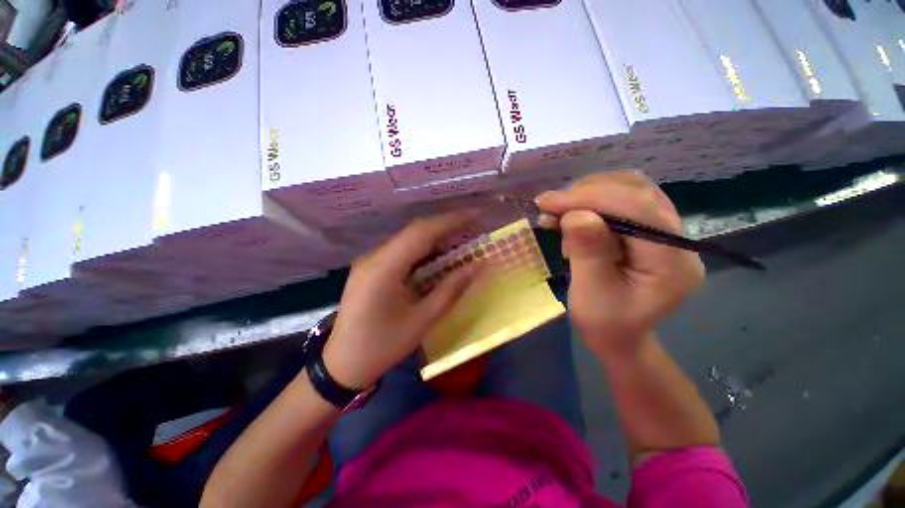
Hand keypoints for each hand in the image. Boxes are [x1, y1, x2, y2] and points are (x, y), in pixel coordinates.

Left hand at [323, 211, 481, 388]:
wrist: (343, 365)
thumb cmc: (384, 346)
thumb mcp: (423, 319)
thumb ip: (452, 288)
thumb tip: (479, 264)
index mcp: (384, 269)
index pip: (421, 233)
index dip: (450, 221)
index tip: (475, 216)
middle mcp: (374, 257)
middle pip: (414, 232)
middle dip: (445, 226)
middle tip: (472, 228)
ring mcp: (369, 261)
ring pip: (407, 239)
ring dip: (434, 237)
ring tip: (460, 239)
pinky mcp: (370, 268)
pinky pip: (401, 251)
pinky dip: (423, 249)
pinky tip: (437, 256)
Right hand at [535, 171, 704, 357]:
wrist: (619, 336)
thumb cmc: (605, 324)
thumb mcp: (591, 294)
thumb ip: (588, 253)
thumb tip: (576, 214)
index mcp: (672, 262)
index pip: (638, 210)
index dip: (591, 198)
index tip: (548, 202)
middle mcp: (677, 239)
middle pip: (637, 192)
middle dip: (586, 194)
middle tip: (549, 206)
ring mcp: (665, 230)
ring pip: (629, 189)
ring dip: (588, 194)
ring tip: (558, 212)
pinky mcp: (647, 228)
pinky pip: (622, 200)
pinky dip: (591, 200)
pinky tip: (571, 214)